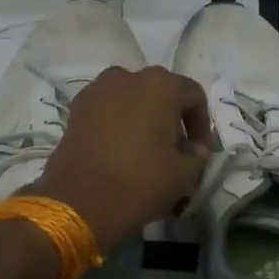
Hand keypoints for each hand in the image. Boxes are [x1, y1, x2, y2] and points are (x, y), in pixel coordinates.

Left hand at [34, 65, 210, 252]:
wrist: (78, 202)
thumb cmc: (140, 182)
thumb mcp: (184, 174)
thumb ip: (198, 154)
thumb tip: (194, 147)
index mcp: (160, 85)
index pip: (193, 96)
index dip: (202, 124)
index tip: (200, 151)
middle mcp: (128, 77)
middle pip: (161, 92)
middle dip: (172, 118)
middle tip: (176, 149)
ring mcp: (98, 90)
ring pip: (132, 98)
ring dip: (144, 117)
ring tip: (147, 148)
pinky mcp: (76, 108)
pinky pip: (108, 108)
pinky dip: (119, 122)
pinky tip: (121, 149)